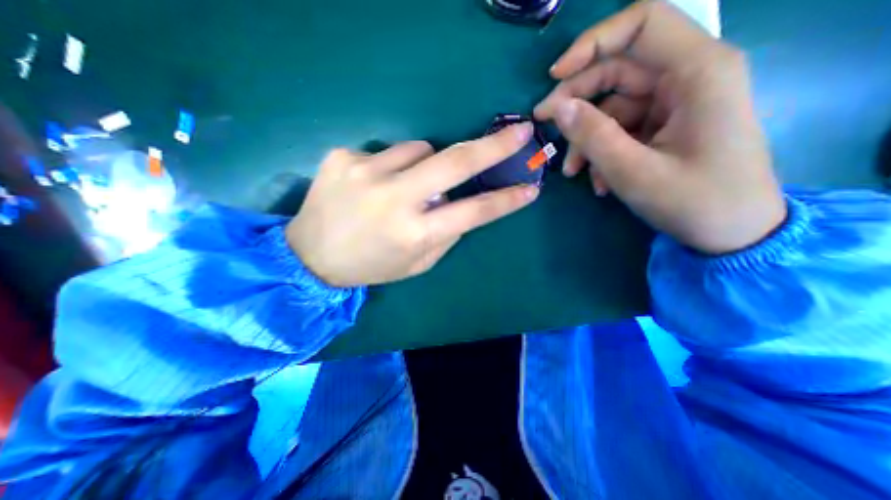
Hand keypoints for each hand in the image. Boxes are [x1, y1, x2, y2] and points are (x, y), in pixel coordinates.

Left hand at [286, 123, 535, 286]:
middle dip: (493, 146)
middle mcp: (394, 200)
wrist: (310, 256)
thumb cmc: (371, 266)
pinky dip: (392, 165)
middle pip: (455, 163)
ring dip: (425, 164)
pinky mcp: (343, 158)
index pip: (473, 212)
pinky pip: (387, 152)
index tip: (531, 188)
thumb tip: (461, 202)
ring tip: (406, 186)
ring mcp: (365, 173)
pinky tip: (374, 185)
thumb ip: (445, 234)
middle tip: (520, 133)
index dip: (505, 200)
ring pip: (420, 149)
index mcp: (415, 234)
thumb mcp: (416, 263)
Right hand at [532, 0, 781, 253]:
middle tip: (546, 126)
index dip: (591, 43)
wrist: (731, 233)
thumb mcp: (633, 171)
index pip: (640, 24)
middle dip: (576, 100)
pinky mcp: (664, 125)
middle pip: (617, 69)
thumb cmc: (693, 201)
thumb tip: (557, 109)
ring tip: (573, 172)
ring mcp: (674, 103)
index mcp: (697, 72)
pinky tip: (598, 180)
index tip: (554, 77)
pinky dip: (602, 151)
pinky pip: (621, 128)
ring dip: (586, 137)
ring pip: (613, 105)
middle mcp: (688, 77)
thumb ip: (593, 136)